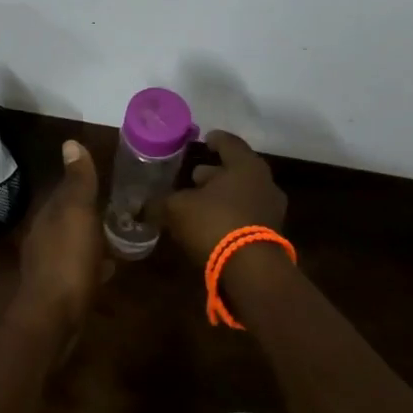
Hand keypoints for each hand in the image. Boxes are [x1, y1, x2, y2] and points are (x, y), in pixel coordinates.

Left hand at [14, 139, 110, 333]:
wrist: (53, 317)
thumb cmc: (69, 259)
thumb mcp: (78, 213)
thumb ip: (77, 182)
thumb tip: (69, 142)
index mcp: (47, 216)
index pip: (63, 193)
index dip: (82, 187)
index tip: (107, 184)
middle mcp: (43, 237)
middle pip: (68, 219)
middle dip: (88, 214)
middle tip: (118, 211)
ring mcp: (48, 266)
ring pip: (73, 243)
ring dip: (90, 239)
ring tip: (117, 238)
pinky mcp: (58, 291)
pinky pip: (78, 268)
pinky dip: (92, 264)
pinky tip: (108, 269)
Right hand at [164, 131, 287, 267]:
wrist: (252, 271)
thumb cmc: (215, 223)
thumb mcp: (178, 209)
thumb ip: (161, 202)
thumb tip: (141, 205)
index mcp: (245, 166)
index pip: (229, 143)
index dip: (215, 140)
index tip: (204, 140)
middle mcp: (264, 182)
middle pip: (237, 170)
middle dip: (215, 173)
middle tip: (194, 176)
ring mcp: (271, 210)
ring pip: (243, 194)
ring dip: (222, 196)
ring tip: (199, 203)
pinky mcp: (271, 235)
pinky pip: (247, 216)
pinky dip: (230, 215)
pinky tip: (211, 225)